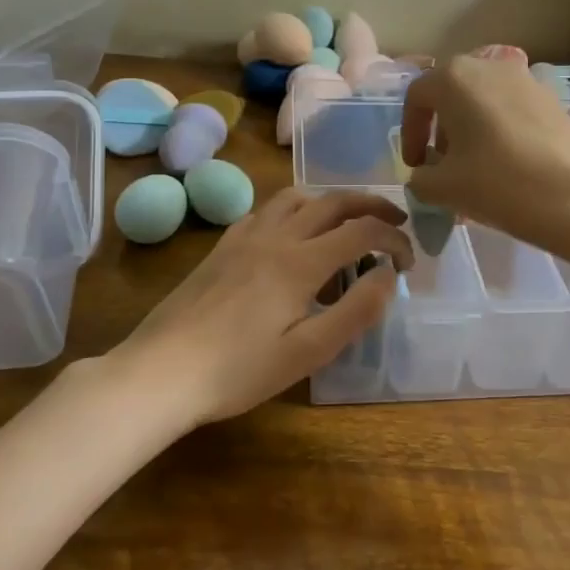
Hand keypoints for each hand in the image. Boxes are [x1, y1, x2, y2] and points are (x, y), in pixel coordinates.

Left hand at [111, 188, 412, 426]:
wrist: (160, 372)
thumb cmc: (238, 371)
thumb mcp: (307, 352)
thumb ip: (355, 310)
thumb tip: (388, 276)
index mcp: (301, 262)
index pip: (362, 231)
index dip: (394, 239)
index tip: (408, 262)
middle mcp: (275, 237)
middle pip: (332, 201)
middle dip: (371, 205)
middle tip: (395, 220)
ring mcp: (244, 238)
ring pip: (296, 197)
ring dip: (330, 201)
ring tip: (347, 222)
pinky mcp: (222, 248)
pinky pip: (265, 211)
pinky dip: (292, 211)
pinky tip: (290, 236)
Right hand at [398, 56, 569, 250]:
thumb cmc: (498, 182)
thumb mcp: (443, 188)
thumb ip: (420, 178)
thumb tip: (425, 175)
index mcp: (454, 77)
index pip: (417, 98)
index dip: (409, 133)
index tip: (415, 166)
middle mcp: (489, 66)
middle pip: (452, 94)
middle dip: (442, 130)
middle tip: (443, 166)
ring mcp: (526, 79)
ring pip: (484, 101)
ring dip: (472, 130)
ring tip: (475, 169)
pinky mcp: (553, 99)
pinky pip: (512, 110)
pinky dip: (500, 132)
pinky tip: (507, 167)